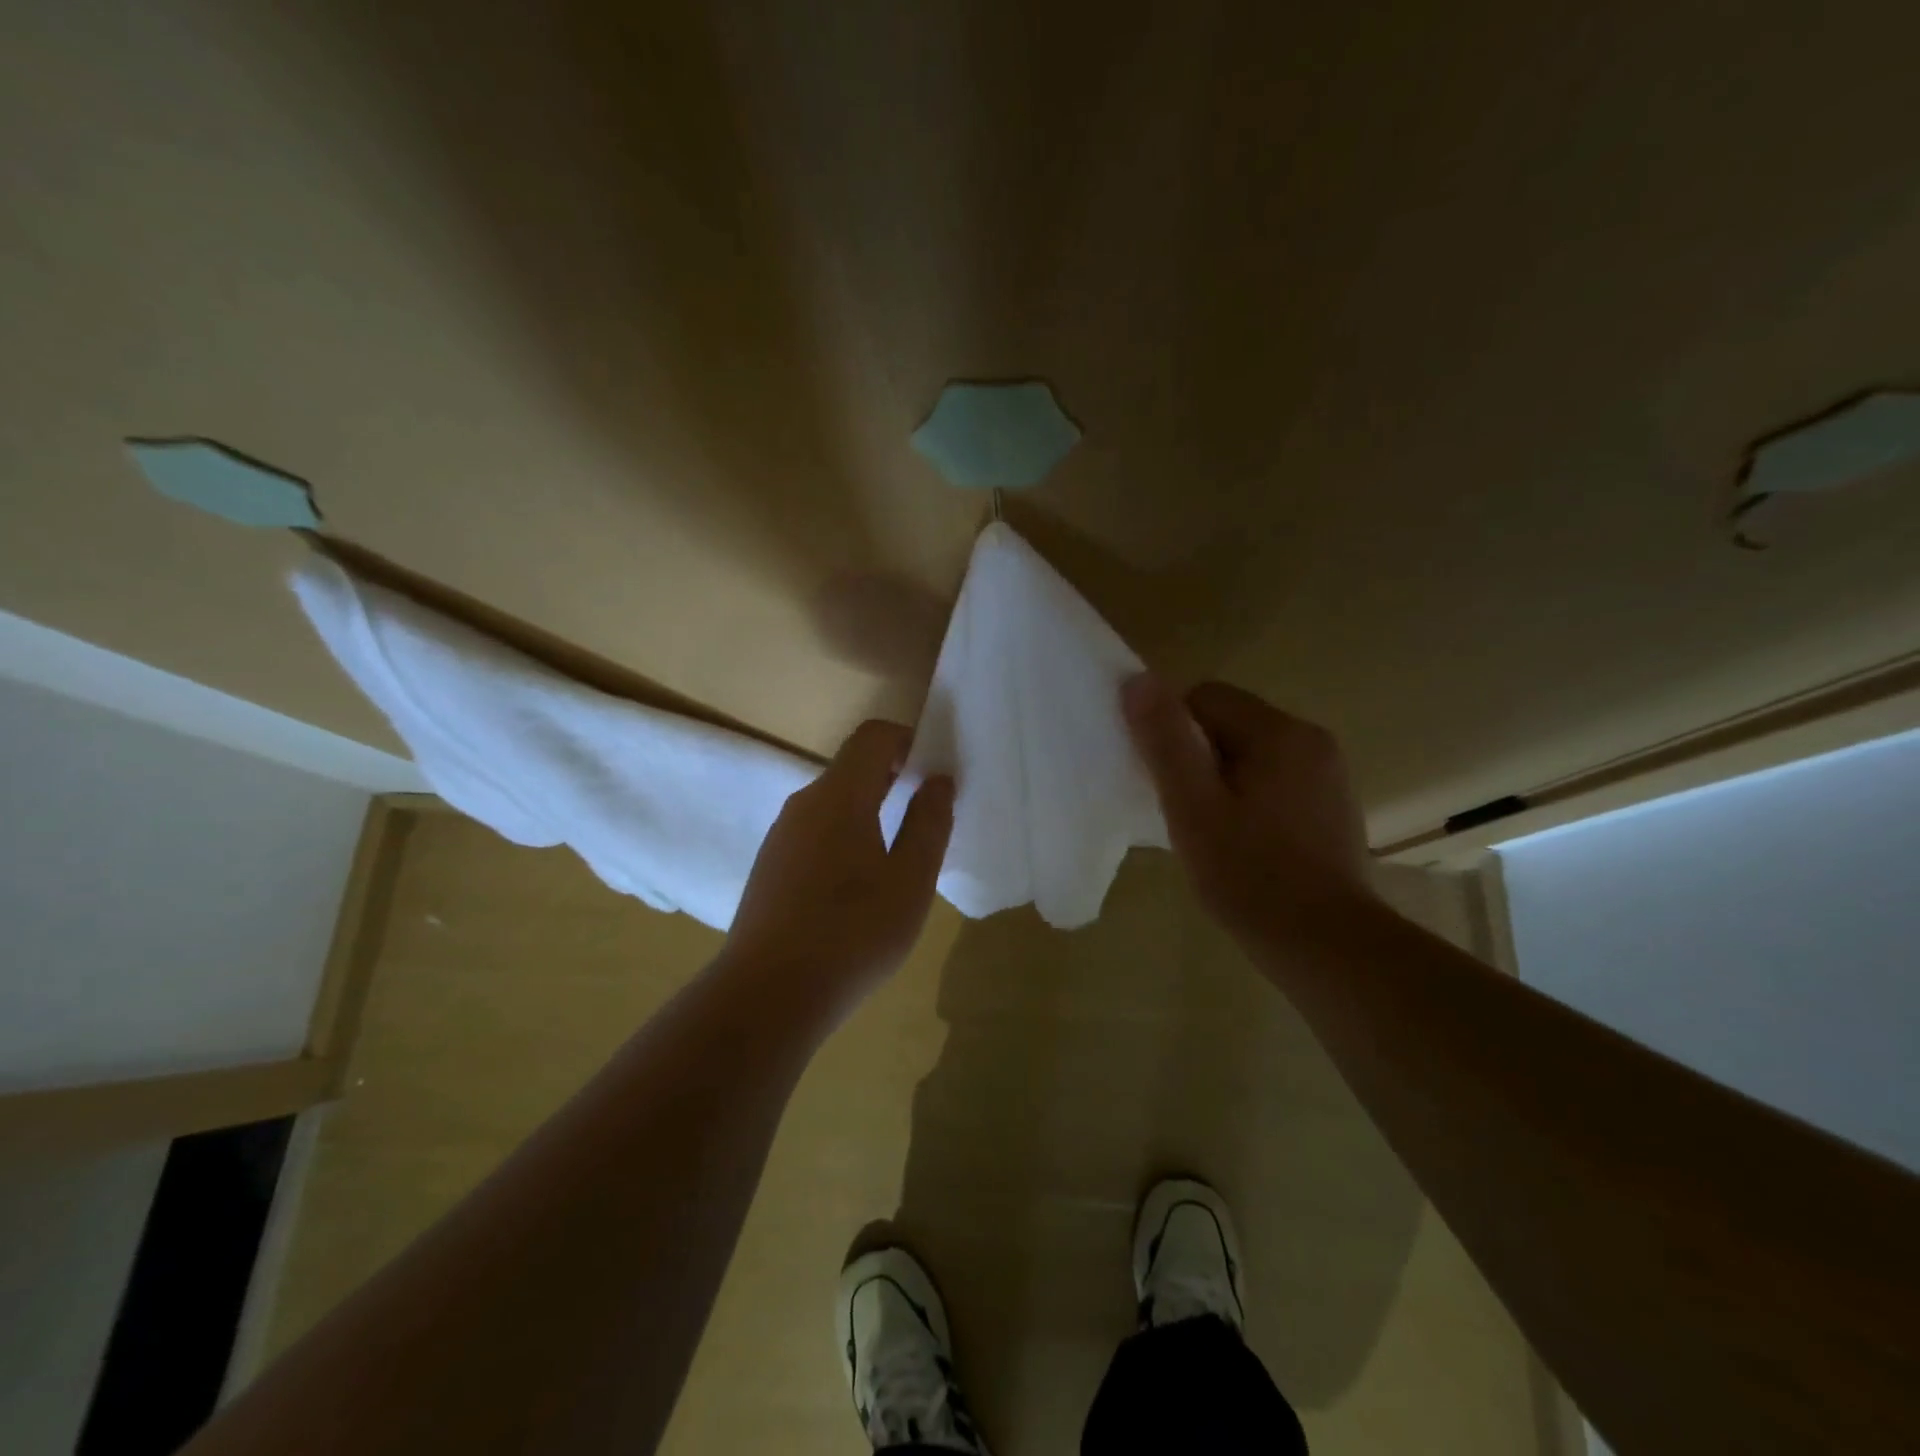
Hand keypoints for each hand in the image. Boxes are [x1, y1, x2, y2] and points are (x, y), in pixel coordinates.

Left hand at [723, 720, 954, 1019]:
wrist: (767, 996)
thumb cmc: (852, 933)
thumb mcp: (910, 881)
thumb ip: (928, 823)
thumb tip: (938, 780)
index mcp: (839, 796)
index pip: (873, 737)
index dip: (907, 740)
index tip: (933, 770)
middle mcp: (803, 804)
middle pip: (852, 769)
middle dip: (893, 778)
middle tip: (926, 815)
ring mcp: (780, 837)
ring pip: (832, 804)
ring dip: (869, 812)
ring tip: (897, 859)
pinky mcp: (769, 868)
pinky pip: (815, 833)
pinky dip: (845, 838)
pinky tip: (857, 889)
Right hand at [1121, 675, 1374, 956]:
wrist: (1327, 947)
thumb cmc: (1250, 875)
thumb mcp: (1192, 807)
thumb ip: (1165, 741)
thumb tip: (1137, 681)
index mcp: (1280, 732)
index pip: (1204, 698)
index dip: (1173, 734)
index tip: (1166, 784)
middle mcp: (1312, 741)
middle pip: (1230, 724)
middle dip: (1198, 759)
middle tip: (1186, 813)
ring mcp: (1329, 776)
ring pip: (1251, 755)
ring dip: (1222, 781)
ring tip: (1212, 833)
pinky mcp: (1333, 808)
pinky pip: (1275, 782)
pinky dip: (1250, 801)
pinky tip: (1245, 845)